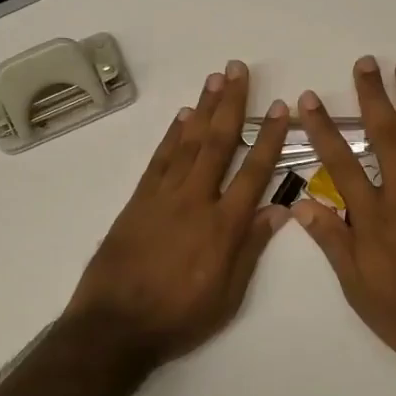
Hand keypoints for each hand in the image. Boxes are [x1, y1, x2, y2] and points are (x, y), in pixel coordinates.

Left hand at [66, 60, 292, 367]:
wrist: (115, 326)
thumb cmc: (179, 317)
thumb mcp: (228, 295)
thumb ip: (251, 249)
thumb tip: (279, 210)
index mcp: (223, 226)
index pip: (254, 172)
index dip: (269, 138)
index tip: (280, 108)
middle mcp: (195, 201)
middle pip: (217, 143)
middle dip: (231, 104)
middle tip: (238, 69)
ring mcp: (163, 197)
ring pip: (187, 143)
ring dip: (203, 109)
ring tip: (215, 79)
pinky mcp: (138, 201)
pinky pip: (159, 160)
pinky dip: (171, 136)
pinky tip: (182, 117)